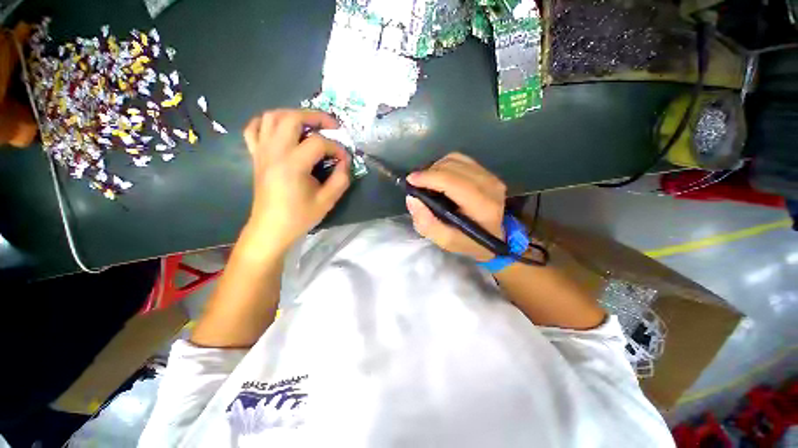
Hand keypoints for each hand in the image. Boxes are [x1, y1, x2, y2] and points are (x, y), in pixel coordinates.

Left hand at [241, 109, 349, 254]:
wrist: (271, 228)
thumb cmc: (299, 216)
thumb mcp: (327, 201)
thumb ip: (341, 179)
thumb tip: (345, 162)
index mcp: (293, 164)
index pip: (318, 143)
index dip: (337, 147)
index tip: (345, 159)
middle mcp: (275, 151)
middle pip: (292, 117)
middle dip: (316, 117)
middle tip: (331, 126)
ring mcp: (262, 151)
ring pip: (272, 116)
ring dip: (293, 114)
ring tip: (310, 125)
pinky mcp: (256, 155)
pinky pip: (254, 128)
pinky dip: (267, 122)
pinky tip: (281, 129)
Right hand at [405, 152, 505, 261]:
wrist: (494, 236)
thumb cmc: (469, 241)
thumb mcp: (446, 241)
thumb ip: (427, 223)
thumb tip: (412, 198)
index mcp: (482, 206)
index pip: (452, 182)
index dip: (429, 178)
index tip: (410, 181)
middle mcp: (489, 186)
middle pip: (452, 167)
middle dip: (429, 173)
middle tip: (417, 184)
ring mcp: (490, 176)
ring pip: (455, 160)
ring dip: (436, 168)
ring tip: (428, 182)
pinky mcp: (488, 172)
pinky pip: (461, 160)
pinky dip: (445, 165)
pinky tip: (440, 177)